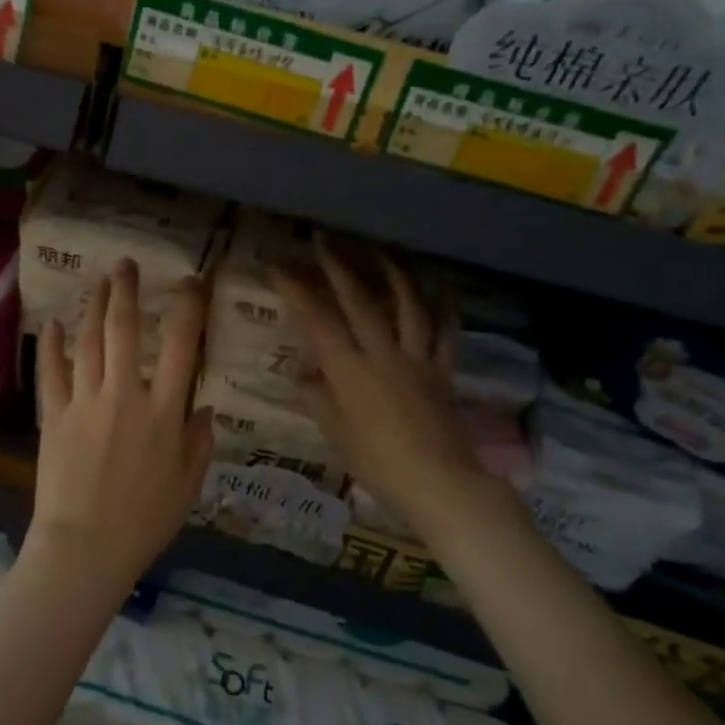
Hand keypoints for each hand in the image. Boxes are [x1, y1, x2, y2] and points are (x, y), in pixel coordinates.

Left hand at [26, 259, 214, 593]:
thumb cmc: (145, 522)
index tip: (189, 283)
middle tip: (126, 265)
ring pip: (88, 341)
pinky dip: (51, 345)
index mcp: (165, 411)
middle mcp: (125, 395)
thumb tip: (203, 408)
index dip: (186, 307)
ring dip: (93, 306)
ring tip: (99, 281)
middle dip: (126, 291)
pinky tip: (53, 323)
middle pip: (125, 329)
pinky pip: (51, 372)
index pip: (180, 345)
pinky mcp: (54, 415)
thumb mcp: (188, 485)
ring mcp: (85, 402)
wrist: (85, 548)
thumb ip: (199, 442)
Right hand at [270, 242, 511, 538]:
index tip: (278, 266)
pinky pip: (446, 334)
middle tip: (324, 240)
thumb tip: (304, 375)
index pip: (317, 321)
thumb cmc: (379, 464)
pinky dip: (445, 308)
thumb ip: (319, 399)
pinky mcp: (442, 371)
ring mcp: (417, 359)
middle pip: (360, 302)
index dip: (296, 290)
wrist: (440, 483)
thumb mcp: (337, 435)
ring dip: (393, 274)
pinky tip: (442, 289)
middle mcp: (382, 354)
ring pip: (407, 306)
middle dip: (338, 267)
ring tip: (382, 251)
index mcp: (349, 371)